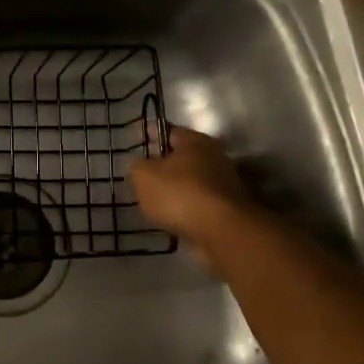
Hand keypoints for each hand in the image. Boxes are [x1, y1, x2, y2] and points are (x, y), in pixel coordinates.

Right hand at [127, 125, 254, 255]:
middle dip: (164, 165)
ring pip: (192, 181)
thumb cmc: (180, 194)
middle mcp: (214, 156)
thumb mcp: (144, 176)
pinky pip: (200, 203)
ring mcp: (225, 184)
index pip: (168, 131)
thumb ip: (137, 166)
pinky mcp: (228, 209)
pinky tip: (173, 218)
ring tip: (156, 201)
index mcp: (194, 141)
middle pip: (183, 157)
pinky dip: (187, 209)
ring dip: (177, 189)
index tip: (135, 143)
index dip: (149, 135)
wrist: (222, 232)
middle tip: (144, 175)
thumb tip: (140, 165)